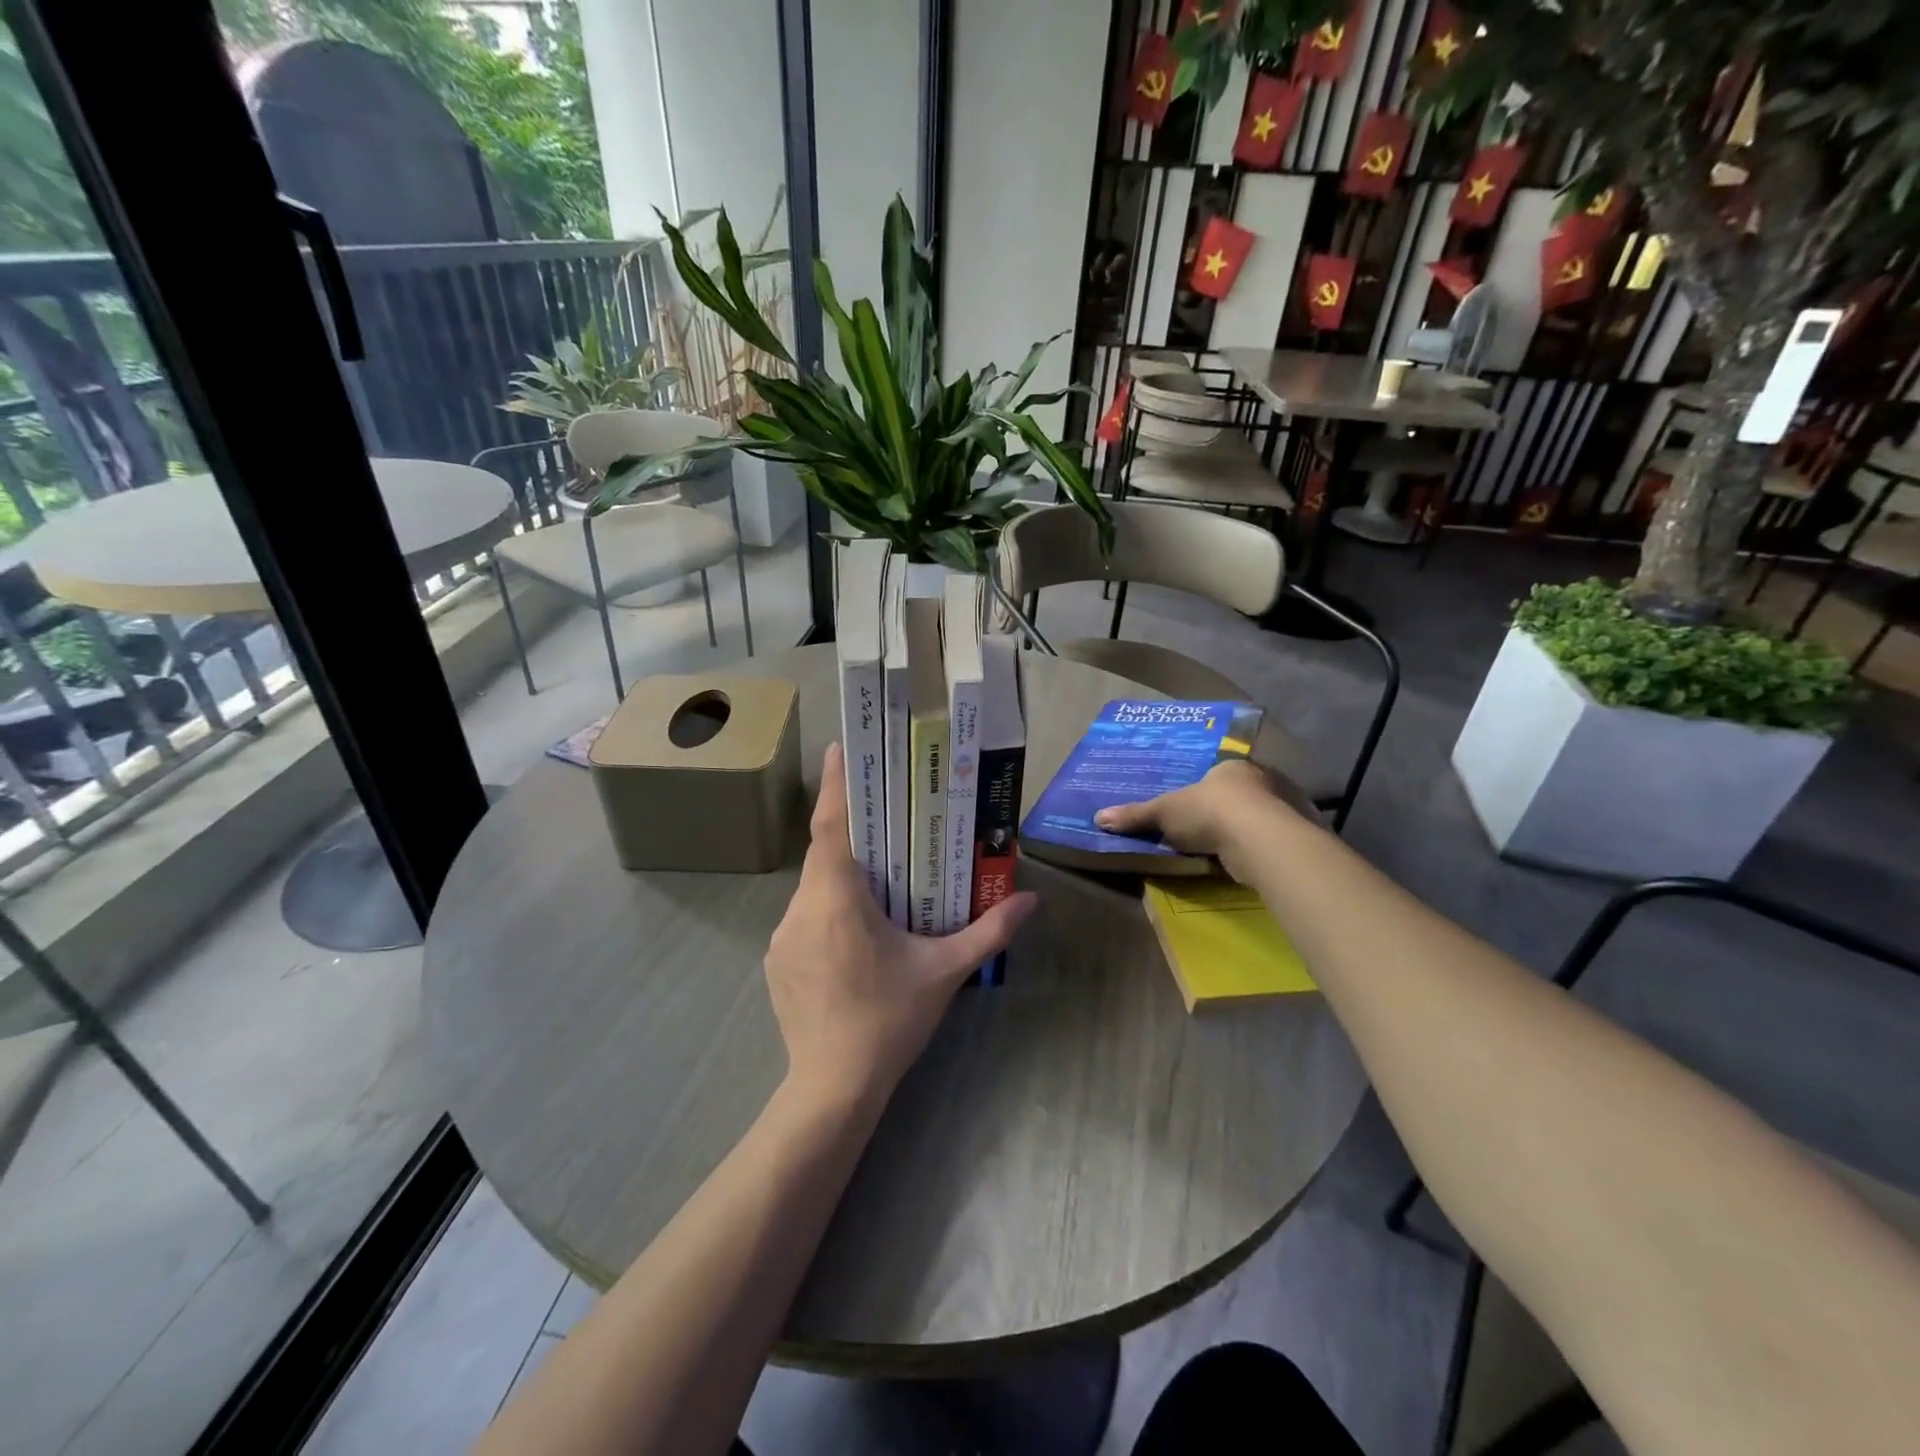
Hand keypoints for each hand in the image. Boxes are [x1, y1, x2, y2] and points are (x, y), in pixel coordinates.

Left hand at [765, 743, 1037, 1113]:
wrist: (833, 1087)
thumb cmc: (889, 1020)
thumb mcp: (944, 972)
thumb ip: (987, 931)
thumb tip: (1030, 901)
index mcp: (838, 899)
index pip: (831, 827)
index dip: (835, 785)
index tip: (840, 749)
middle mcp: (802, 908)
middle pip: (825, 855)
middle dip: (852, 834)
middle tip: (884, 821)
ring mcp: (782, 936)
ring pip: (814, 887)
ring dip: (842, 877)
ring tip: (877, 883)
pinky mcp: (777, 960)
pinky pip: (804, 917)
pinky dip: (828, 909)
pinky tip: (854, 935)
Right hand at [1093, 759, 1303, 874]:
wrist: (1259, 838)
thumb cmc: (1210, 812)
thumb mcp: (1164, 812)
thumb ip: (1136, 815)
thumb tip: (1099, 818)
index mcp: (1234, 766)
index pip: (1221, 773)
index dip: (1210, 789)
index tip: (1200, 807)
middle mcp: (1267, 779)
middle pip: (1246, 793)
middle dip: (1234, 808)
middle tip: (1215, 829)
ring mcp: (1289, 807)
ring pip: (1267, 816)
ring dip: (1254, 829)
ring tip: (1236, 850)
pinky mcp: (1302, 835)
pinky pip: (1279, 839)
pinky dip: (1268, 849)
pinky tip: (1256, 862)